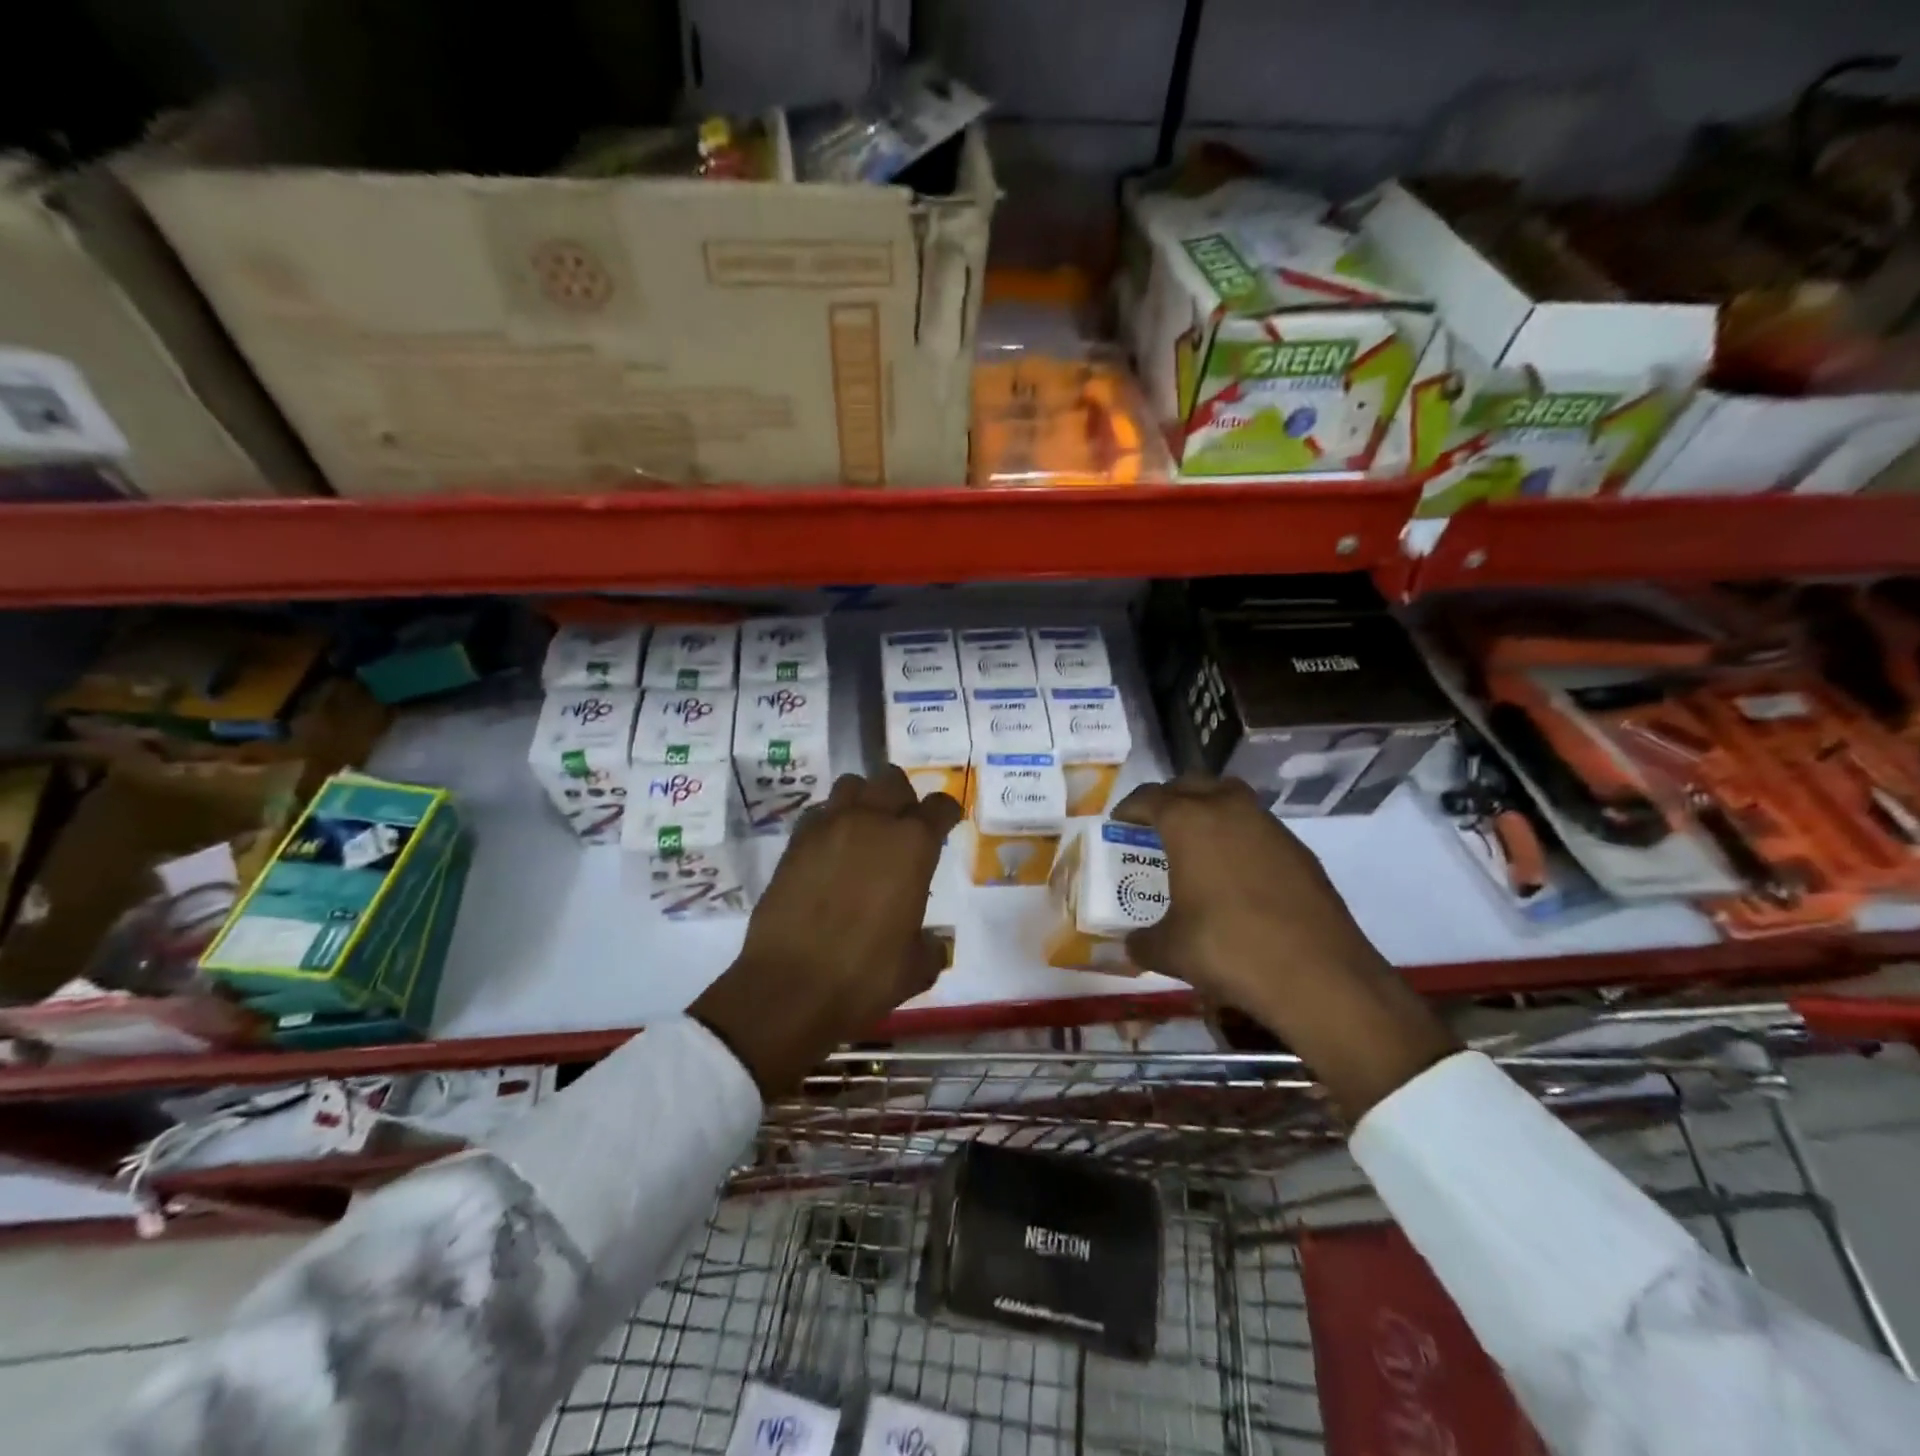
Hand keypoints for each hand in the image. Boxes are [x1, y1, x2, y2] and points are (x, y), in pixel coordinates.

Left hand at [692, 767, 961, 1096]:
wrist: (789, 988)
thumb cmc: (864, 976)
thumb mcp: (916, 967)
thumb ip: (931, 945)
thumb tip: (930, 941)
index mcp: (912, 845)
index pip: (939, 806)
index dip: (947, 813)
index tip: (946, 824)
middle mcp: (871, 822)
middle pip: (892, 780)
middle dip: (903, 797)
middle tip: (903, 825)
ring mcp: (828, 827)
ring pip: (851, 785)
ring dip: (864, 799)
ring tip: (864, 829)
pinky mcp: (794, 843)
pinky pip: (818, 813)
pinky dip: (830, 822)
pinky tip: (830, 851)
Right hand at [1113, 775, 1456, 1119]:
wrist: (1319, 975)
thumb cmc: (1229, 950)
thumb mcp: (1171, 950)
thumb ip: (1143, 942)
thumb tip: (1131, 945)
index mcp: (1188, 822)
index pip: (1149, 797)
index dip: (1129, 808)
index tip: (1119, 823)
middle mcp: (1229, 810)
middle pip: (1192, 784)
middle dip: (1170, 798)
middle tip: (1156, 826)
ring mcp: (1269, 827)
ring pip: (1231, 798)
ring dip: (1209, 810)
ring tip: (1197, 844)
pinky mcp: (1299, 851)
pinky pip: (1258, 827)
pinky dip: (1239, 837)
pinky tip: (1236, 874)